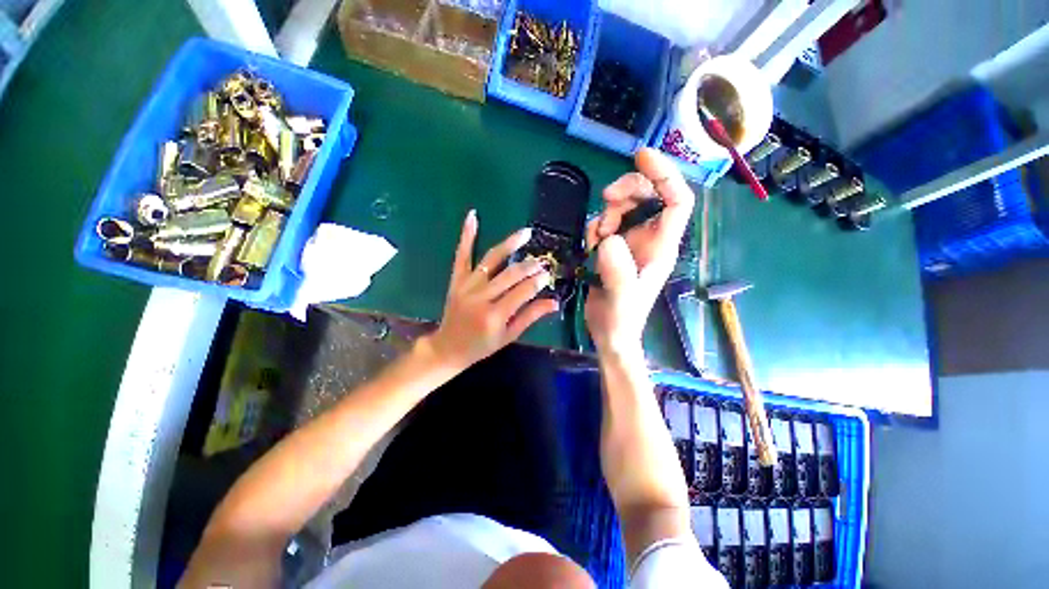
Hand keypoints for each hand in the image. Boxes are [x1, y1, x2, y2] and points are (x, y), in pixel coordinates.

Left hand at [423, 210, 559, 371]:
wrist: (448, 347)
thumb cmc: (481, 346)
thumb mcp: (508, 336)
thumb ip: (530, 317)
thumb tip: (554, 302)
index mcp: (495, 316)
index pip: (522, 292)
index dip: (538, 282)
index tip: (549, 274)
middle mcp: (480, 298)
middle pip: (510, 275)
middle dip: (530, 265)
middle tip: (543, 259)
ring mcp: (466, 286)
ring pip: (491, 260)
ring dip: (510, 244)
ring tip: (525, 233)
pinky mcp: (456, 280)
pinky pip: (462, 255)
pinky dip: (467, 235)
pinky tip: (473, 216)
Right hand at [585, 148, 695, 354]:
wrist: (610, 331)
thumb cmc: (621, 318)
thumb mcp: (621, 296)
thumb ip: (617, 268)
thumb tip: (609, 239)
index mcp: (661, 246)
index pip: (676, 200)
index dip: (665, 174)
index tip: (642, 156)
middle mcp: (650, 238)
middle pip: (648, 194)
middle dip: (626, 191)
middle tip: (606, 201)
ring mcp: (632, 241)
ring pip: (624, 206)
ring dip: (607, 213)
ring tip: (597, 238)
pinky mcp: (615, 247)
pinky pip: (607, 222)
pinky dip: (597, 227)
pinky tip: (592, 246)